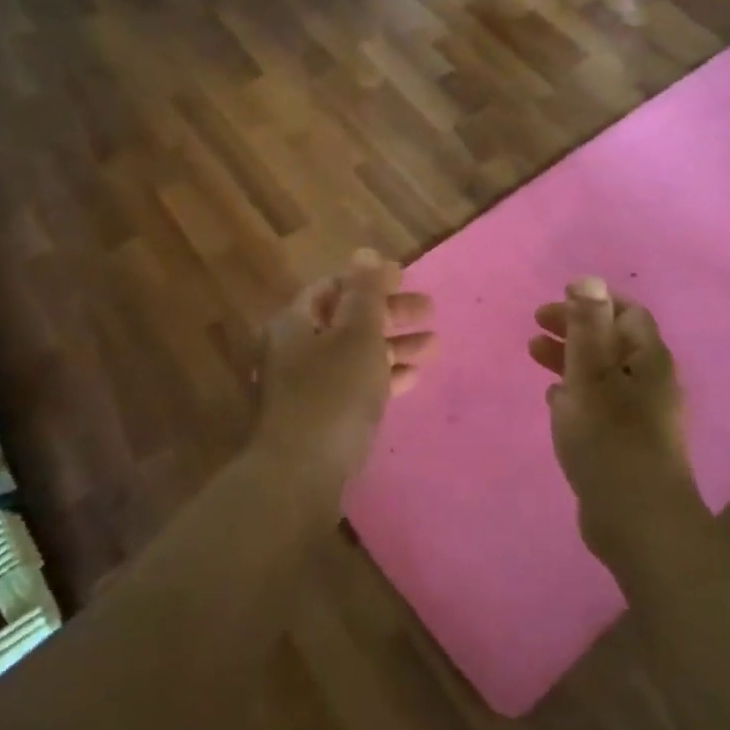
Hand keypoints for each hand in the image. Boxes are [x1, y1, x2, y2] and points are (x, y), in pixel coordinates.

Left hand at [254, 250, 436, 487]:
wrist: (300, 476)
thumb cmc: (332, 394)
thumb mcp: (357, 336)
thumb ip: (365, 293)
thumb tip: (365, 252)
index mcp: (296, 322)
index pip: (334, 287)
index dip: (371, 279)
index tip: (406, 278)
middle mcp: (295, 349)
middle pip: (348, 320)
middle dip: (390, 314)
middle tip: (430, 311)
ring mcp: (306, 386)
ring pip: (355, 354)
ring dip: (393, 346)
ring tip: (434, 346)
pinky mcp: (319, 417)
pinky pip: (354, 386)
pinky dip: (382, 377)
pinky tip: (412, 378)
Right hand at [530, 277, 705, 568]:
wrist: (638, 522)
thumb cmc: (610, 440)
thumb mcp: (591, 376)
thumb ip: (587, 327)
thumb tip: (589, 278)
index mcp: (648, 360)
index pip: (627, 313)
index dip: (591, 303)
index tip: (553, 304)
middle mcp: (650, 382)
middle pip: (612, 341)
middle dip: (574, 329)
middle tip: (535, 327)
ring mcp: (640, 415)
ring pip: (603, 373)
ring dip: (570, 358)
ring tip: (533, 355)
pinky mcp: (627, 443)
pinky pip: (600, 404)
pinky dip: (575, 391)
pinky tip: (553, 399)